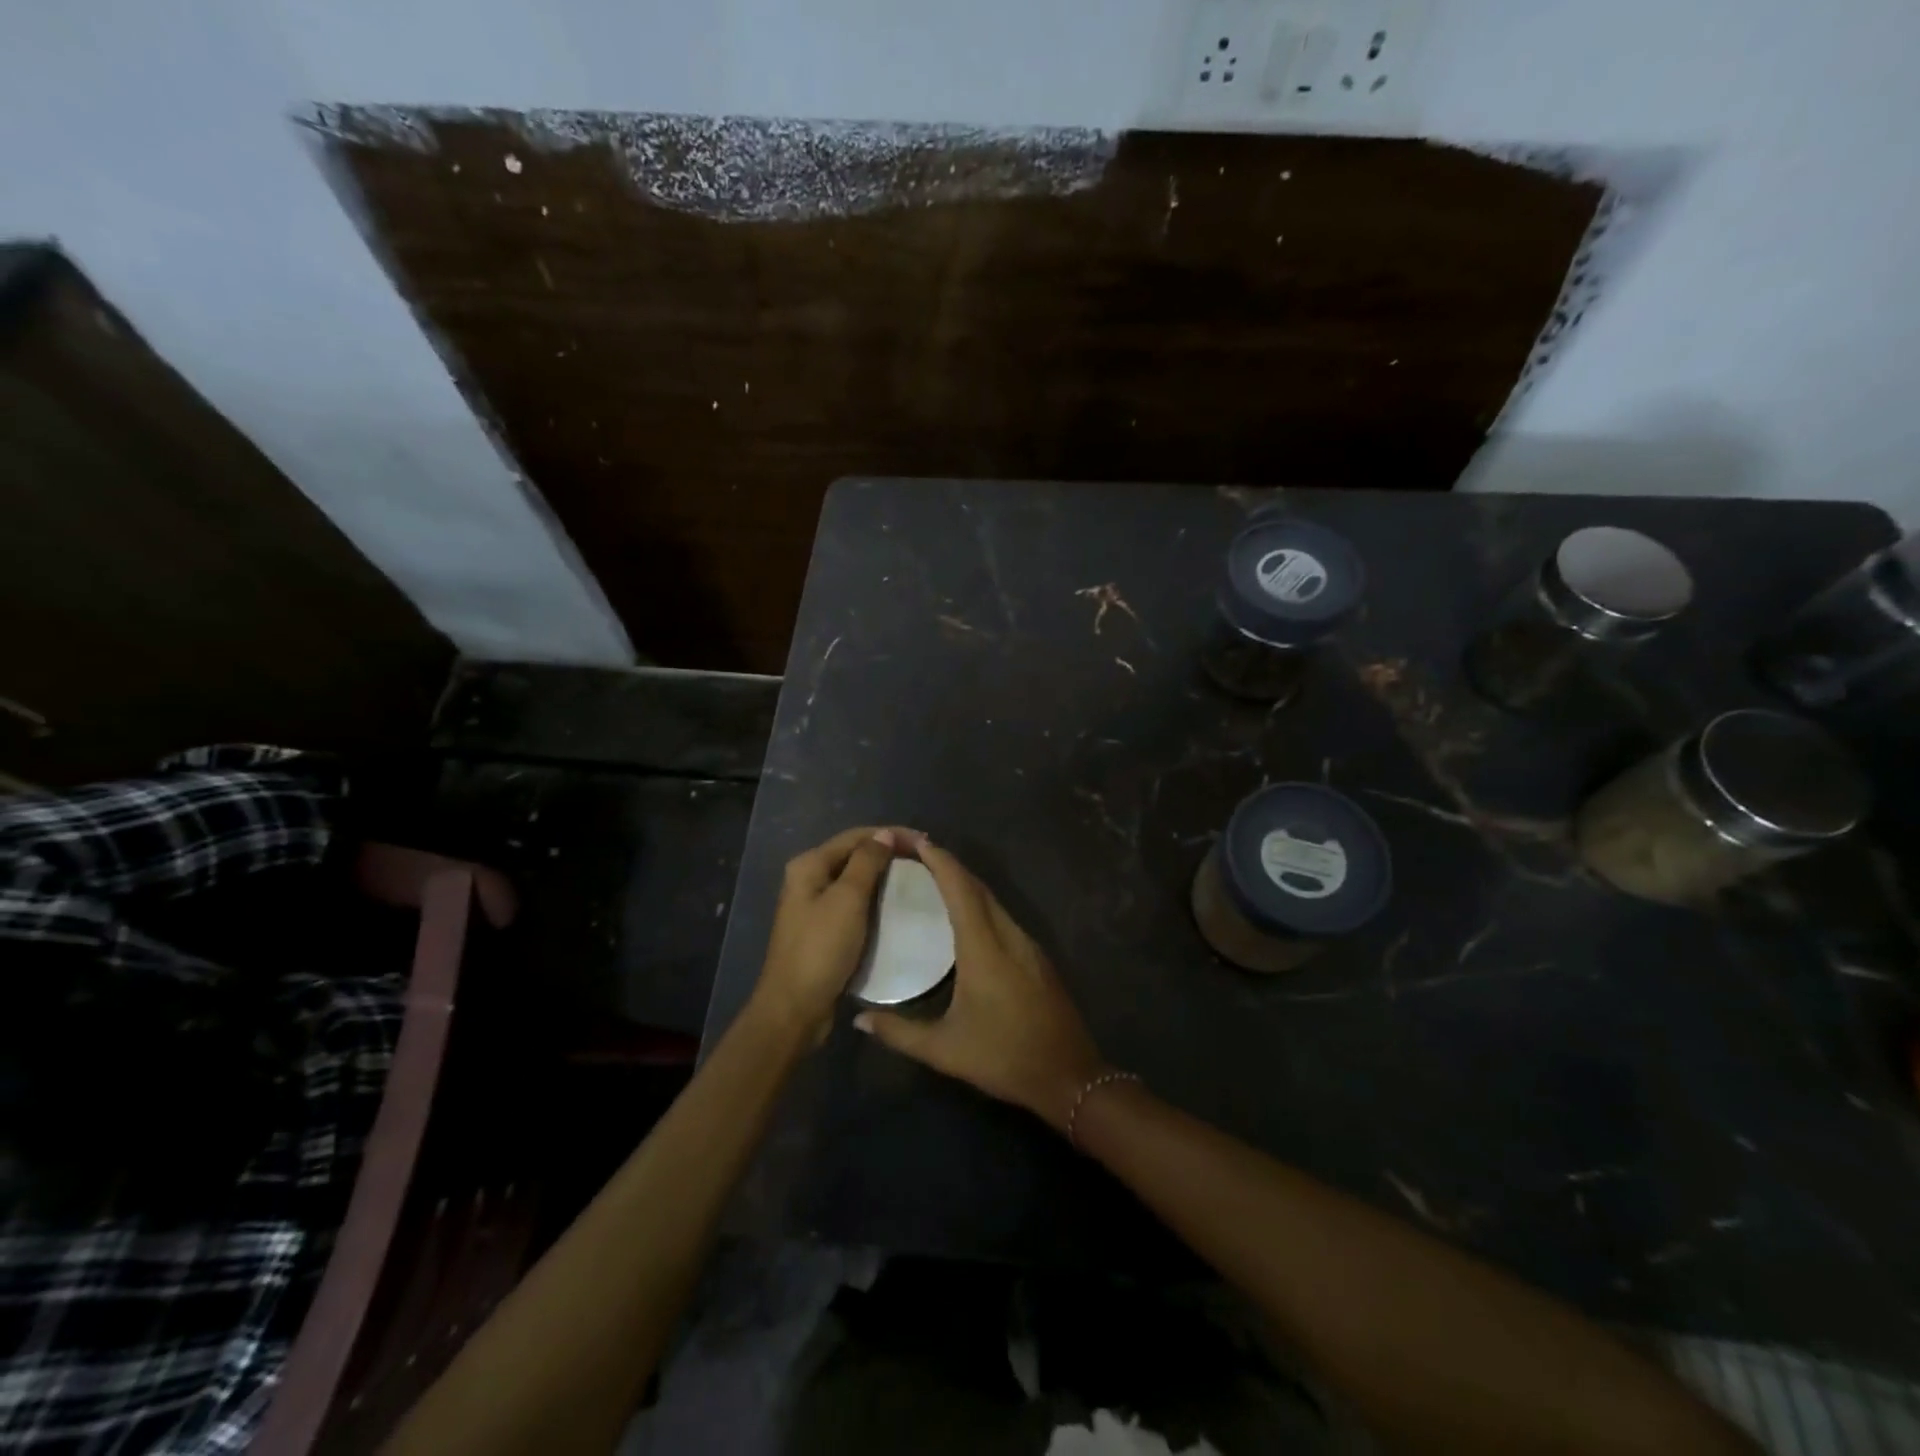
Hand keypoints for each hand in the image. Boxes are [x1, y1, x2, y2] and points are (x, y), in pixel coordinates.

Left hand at [754, 826, 918, 1040]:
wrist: (795, 1009)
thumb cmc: (821, 949)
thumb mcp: (848, 899)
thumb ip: (867, 862)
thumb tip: (885, 834)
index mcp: (809, 865)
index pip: (856, 836)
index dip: (891, 834)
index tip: (925, 843)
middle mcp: (808, 880)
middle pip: (855, 855)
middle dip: (889, 854)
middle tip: (925, 861)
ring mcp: (815, 906)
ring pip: (856, 881)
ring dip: (885, 878)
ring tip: (917, 881)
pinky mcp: (824, 930)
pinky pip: (855, 905)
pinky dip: (877, 901)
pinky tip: (897, 908)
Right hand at [855, 841, 1107, 1133]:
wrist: (1069, 1076)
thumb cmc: (1004, 1057)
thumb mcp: (945, 1050)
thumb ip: (899, 1033)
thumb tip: (859, 1020)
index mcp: (984, 947)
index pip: (960, 889)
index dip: (939, 860)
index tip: (915, 841)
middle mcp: (1008, 935)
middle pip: (977, 886)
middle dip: (948, 864)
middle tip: (916, 855)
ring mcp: (1027, 944)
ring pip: (993, 899)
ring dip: (965, 883)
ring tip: (933, 879)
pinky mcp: (1036, 956)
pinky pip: (1003, 916)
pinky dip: (979, 903)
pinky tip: (965, 916)